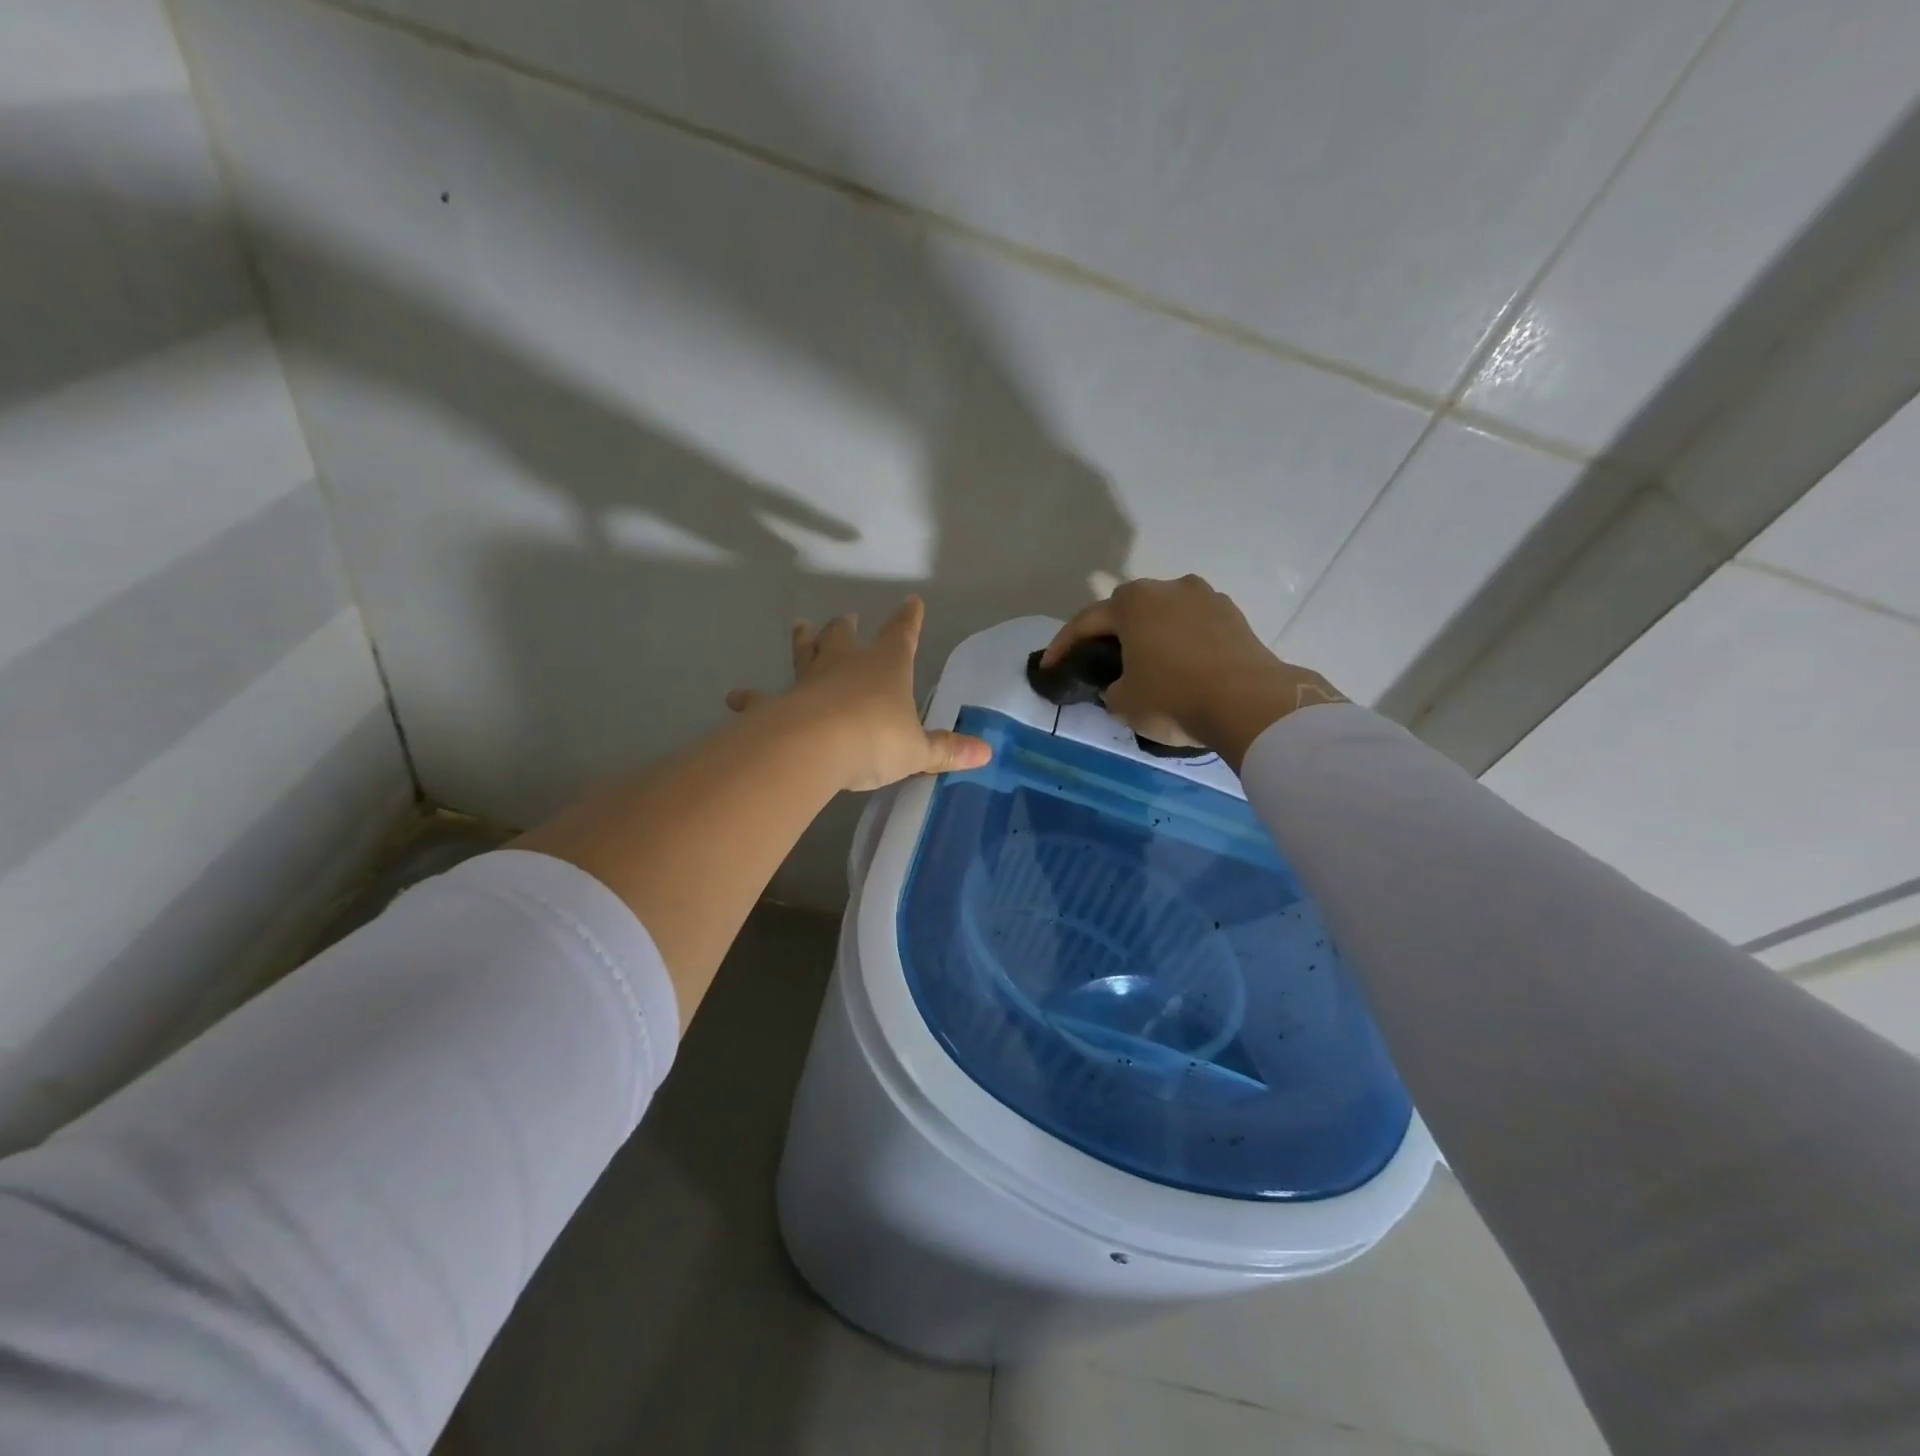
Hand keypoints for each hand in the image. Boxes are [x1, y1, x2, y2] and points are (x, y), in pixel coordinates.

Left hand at [726, 596, 991, 791]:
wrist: (816, 746)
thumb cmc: (875, 740)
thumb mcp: (918, 750)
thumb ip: (947, 751)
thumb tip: (986, 753)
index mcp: (886, 667)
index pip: (902, 635)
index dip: (908, 619)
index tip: (911, 601)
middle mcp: (846, 665)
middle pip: (844, 637)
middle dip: (846, 627)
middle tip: (843, 616)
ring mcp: (809, 681)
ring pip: (806, 654)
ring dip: (803, 641)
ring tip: (799, 626)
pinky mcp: (779, 704)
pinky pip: (763, 699)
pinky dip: (751, 698)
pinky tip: (735, 698)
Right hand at [1042, 575, 1344, 767]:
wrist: (1250, 704)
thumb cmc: (1174, 698)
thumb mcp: (1124, 702)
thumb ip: (1112, 687)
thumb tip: (1122, 684)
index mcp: (1133, 602)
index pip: (1086, 621)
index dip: (1063, 646)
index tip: (1049, 666)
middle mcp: (1168, 588)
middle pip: (1127, 609)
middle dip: (1110, 633)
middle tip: (1099, 659)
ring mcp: (1206, 598)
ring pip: (1164, 614)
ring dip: (1150, 634)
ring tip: (1146, 662)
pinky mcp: (1235, 616)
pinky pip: (1194, 626)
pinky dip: (1181, 642)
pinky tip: (1181, 665)